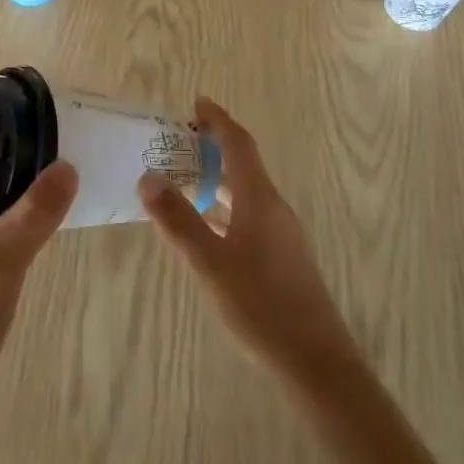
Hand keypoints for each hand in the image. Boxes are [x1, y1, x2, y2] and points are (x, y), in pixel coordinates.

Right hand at [138, 98, 358, 389]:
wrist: (315, 360)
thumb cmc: (260, 305)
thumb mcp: (210, 263)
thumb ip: (178, 220)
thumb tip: (148, 177)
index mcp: (259, 199)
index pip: (239, 144)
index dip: (218, 120)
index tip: (197, 103)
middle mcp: (273, 207)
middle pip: (244, 163)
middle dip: (213, 146)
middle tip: (179, 140)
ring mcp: (281, 233)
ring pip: (246, 191)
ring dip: (218, 177)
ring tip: (185, 178)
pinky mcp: (282, 256)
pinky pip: (249, 214)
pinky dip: (225, 206)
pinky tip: (208, 227)